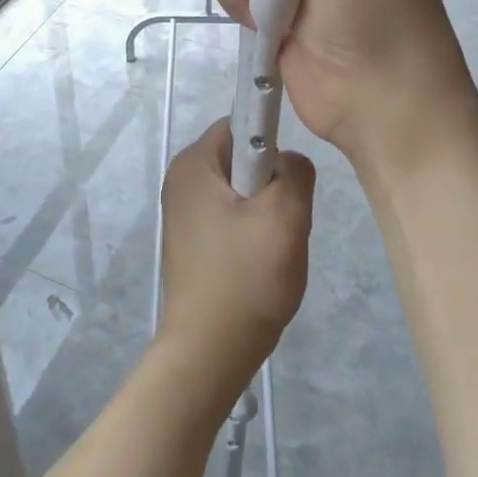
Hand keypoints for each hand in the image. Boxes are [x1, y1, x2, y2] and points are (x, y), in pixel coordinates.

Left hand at [156, 119, 313, 400]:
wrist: (209, 353)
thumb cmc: (245, 278)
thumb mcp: (285, 217)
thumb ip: (296, 173)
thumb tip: (290, 162)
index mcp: (192, 164)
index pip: (240, 123)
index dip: (271, 138)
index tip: (290, 175)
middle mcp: (181, 183)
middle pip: (241, 159)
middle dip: (272, 183)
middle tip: (285, 219)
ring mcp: (183, 216)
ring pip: (241, 193)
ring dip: (266, 213)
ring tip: (274, 247)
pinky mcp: (191, 245)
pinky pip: (231, 220)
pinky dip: (252, 234)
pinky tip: (261, 264)